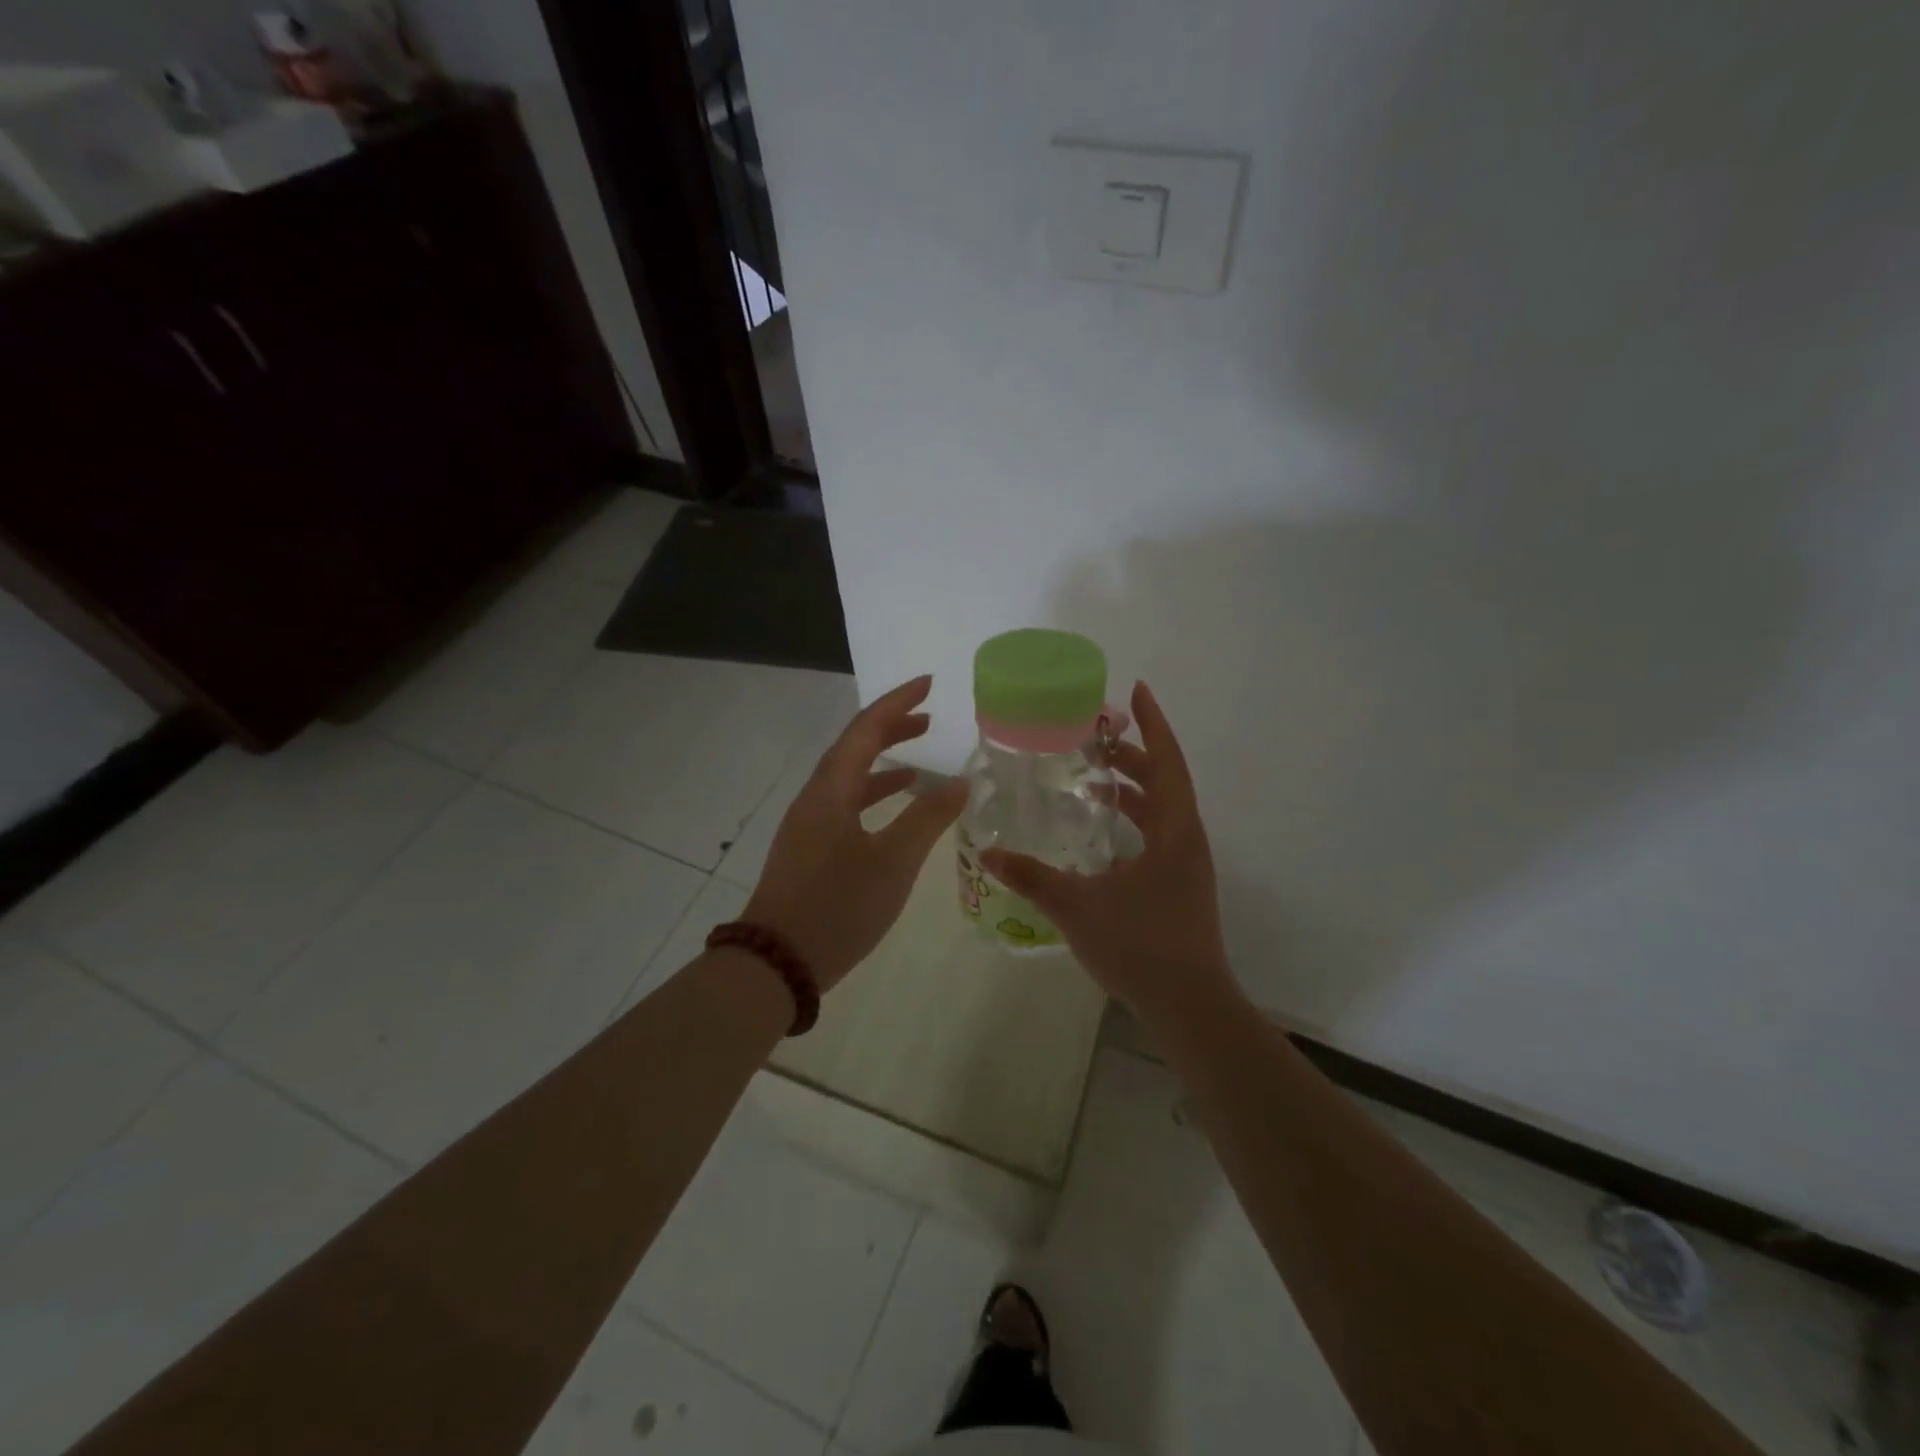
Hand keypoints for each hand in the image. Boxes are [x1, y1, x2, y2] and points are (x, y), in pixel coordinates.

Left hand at [745, 675, 968, 989]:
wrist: (776, 963)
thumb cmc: (837, 907)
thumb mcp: (893, 862)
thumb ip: (928, 818)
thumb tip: (960, 781)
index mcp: (831, 790)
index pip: (865, 729)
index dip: (898, 703)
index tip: (929, 683)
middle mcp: (815, 798)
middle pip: (853, 747)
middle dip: (890, 727)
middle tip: (929, 717)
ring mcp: (808, 824)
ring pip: (848, 778)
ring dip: (882, 761)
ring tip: (919, 758)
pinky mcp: (808, 849)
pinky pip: (845, 804)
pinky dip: (873, 795)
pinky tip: (895, 809)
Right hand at [980, 681, 1235, 1025]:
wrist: (1189, 1006)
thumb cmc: (1140, 947)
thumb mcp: (1078, 907)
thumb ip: (1032, 878)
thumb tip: (989, 853)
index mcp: (1175, 832)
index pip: (1167, 762)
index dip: (1153, 724)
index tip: (1137, 690)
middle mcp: (1187, 840)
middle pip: (1165, 781)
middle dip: (1133, 754)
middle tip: (1094, 737)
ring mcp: (1187, 865)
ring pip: (1163, 810)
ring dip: (1135, 788)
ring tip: (1095, 776)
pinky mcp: (1180, 886)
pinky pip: (1159, 834)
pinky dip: (1135, 819)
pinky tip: (1103, 833)